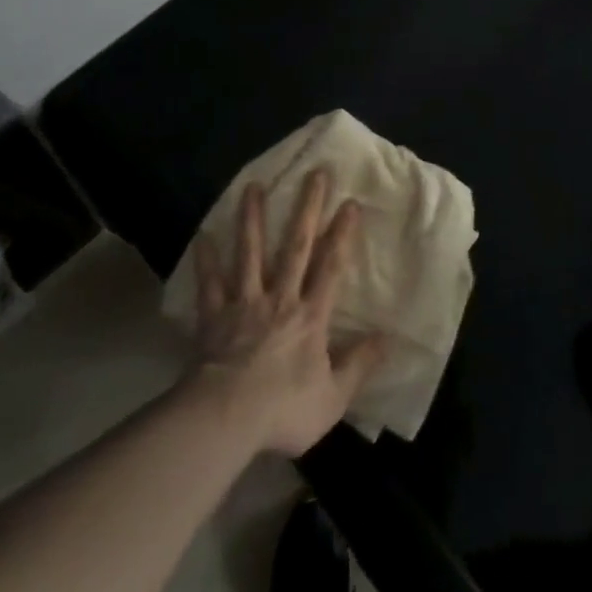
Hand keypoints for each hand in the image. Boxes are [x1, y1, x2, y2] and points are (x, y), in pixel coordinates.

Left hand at [189, 170, 385, 456]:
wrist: (225, 418)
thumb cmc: (283, 410)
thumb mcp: (333, 398)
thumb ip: (359, 365)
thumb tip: (388, 338)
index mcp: (310, 317)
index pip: (331, 268)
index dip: (342, 235)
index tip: (349, 202)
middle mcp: (280, 298)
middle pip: (296, 246)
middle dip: (307, 208)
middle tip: (314, 173)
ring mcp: (245, 303)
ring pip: (251, 253)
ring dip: (253, 218)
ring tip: (253, 187)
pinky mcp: (214, 316)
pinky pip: (210, 283)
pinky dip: (207, 261)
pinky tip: (203, 236)